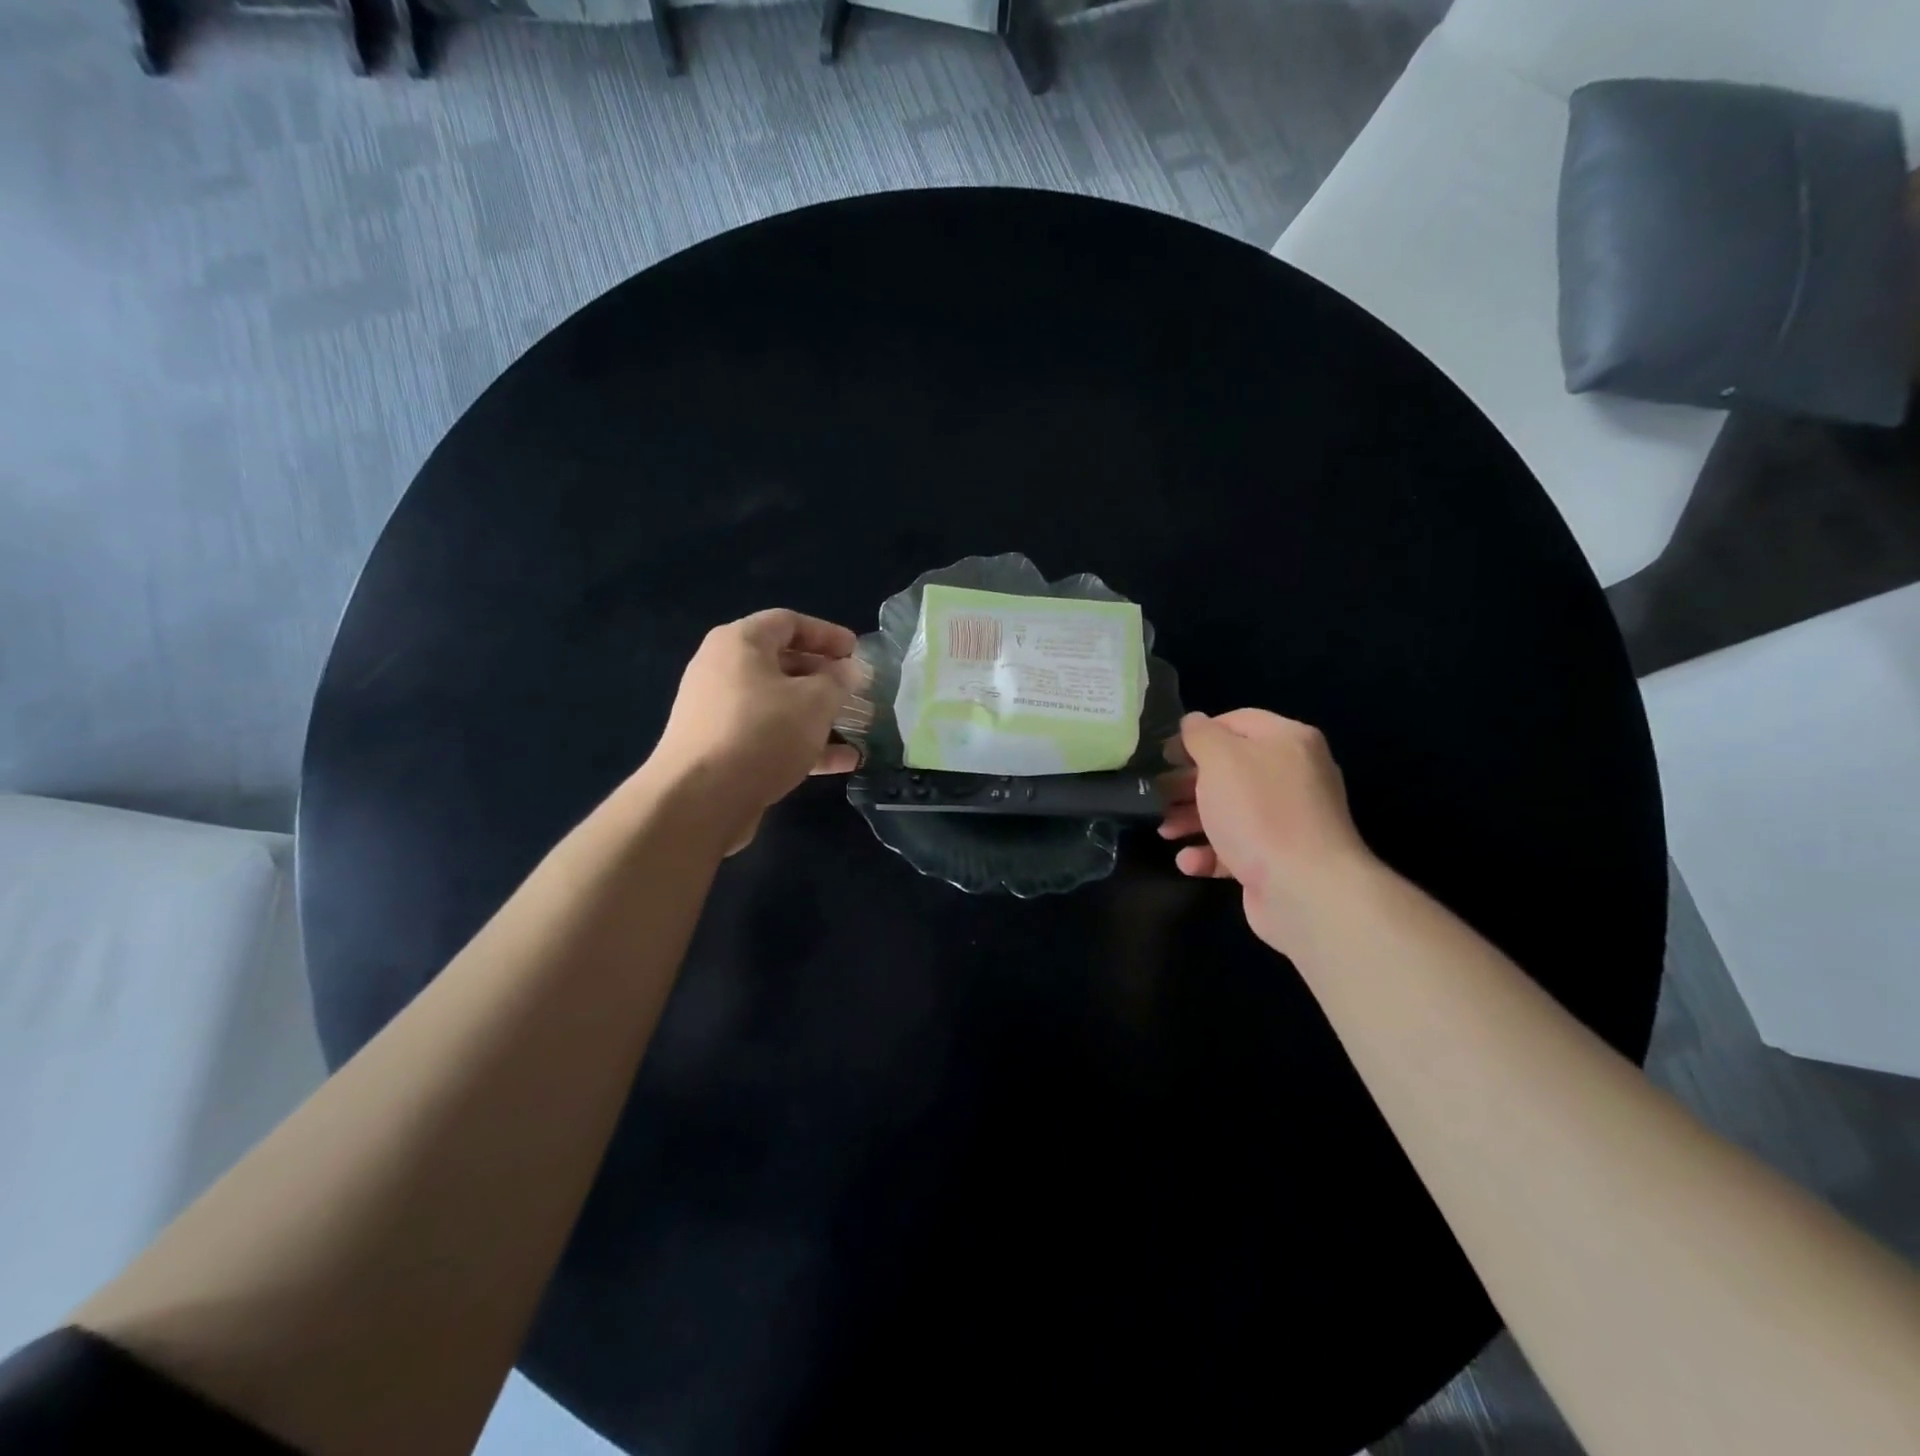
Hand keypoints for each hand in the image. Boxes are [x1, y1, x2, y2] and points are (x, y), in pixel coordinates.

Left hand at [649, 609, 867, 853]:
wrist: (701, 799)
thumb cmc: (762, 733)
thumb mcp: (815, 701)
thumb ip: (838, 681)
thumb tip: (847, 671)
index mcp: (740, 643)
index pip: (788, 622)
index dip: (826, 634)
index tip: (856, 652)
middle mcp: (723, 670)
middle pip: (781, 662)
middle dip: (823, 675)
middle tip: (856, 687)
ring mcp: (719, 712)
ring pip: (778, 703)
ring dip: (817, 713)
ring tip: (855, 724)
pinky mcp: (722, 749)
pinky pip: (769, 736)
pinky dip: (803, 743)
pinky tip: (843, 762)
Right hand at [1158, 709, 1374, 953]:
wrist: (1305, 890)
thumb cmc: (1259, 812)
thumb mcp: (1221, 759)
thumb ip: (1201, 735)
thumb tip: (1193, 723)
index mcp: (1288, 741)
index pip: (1236, 721)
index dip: (1197, 734)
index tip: (1164, 755)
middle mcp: (1293, 775)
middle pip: (1230, 769)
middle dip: (1188, 783)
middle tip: (1157, 795)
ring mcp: (1288, 820)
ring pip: (1230, 810)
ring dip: (1192, 819)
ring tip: (1165, 832)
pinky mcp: (1278, 859)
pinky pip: (1237, 847)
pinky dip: (1210, 853)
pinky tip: (1189, 862)